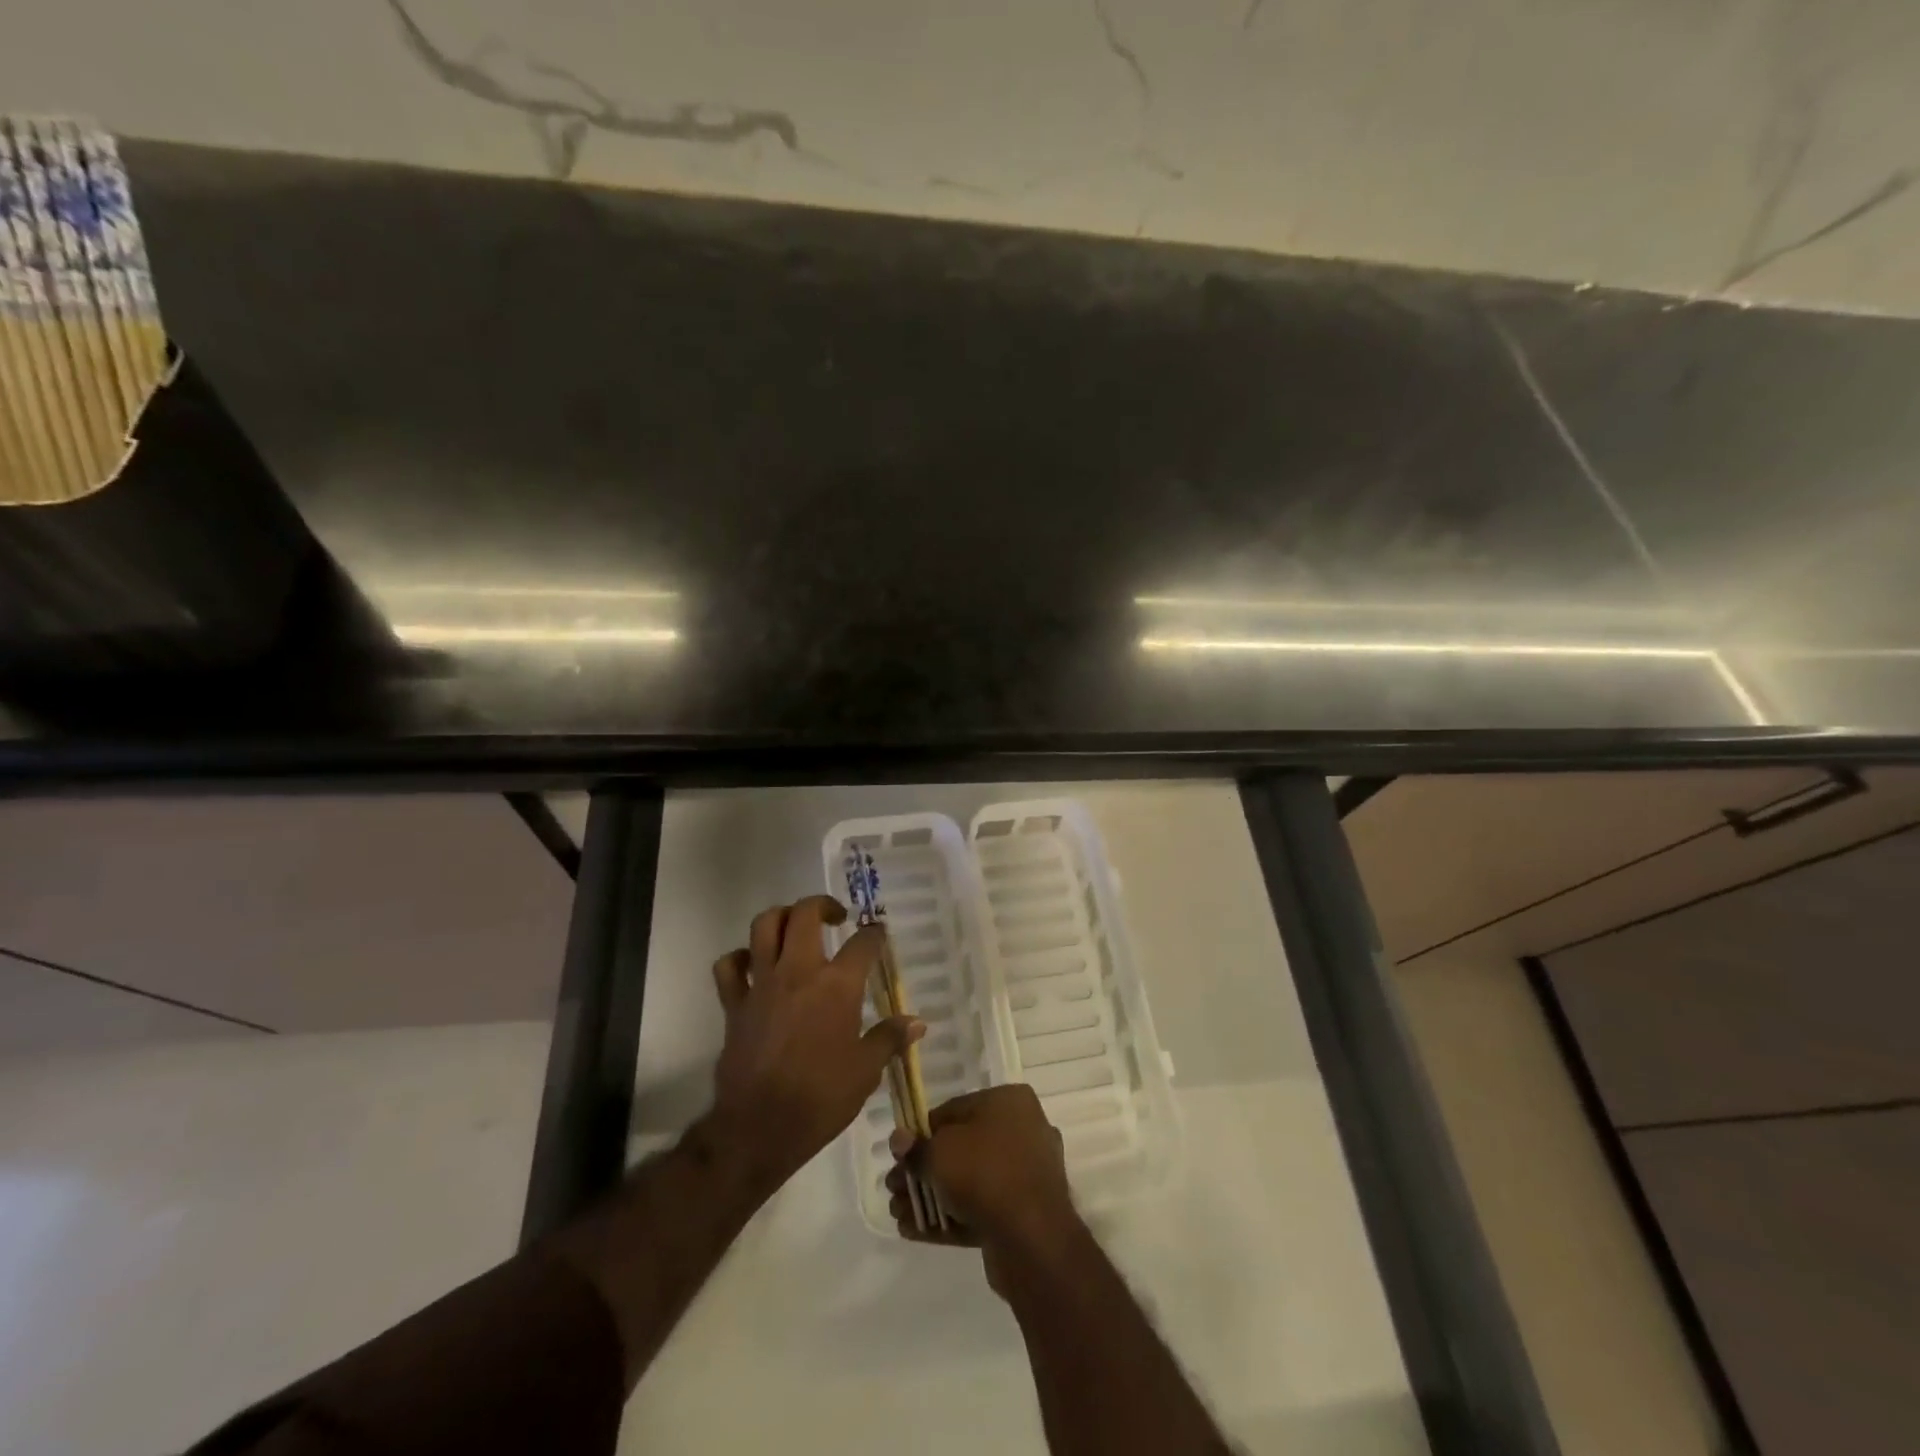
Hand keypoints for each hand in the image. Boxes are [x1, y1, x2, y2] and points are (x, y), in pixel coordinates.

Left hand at [710, 895, 923, 1191]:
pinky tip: (753, 964)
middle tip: (836, 918)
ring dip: (781, 917)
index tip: (878, 933)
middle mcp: (799, 972)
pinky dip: (739, 957)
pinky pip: (729, 965)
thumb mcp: (866, 1071)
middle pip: (805, 914)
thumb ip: (889, 1039)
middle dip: (823, 906)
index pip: (862, 943)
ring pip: (764, 925)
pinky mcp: (734, 1003)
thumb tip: (917, 1023)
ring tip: (795, 927)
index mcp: (837, 986)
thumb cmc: (820, 1099)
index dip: (874, 934)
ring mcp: (762, 984)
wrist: (758, 1129)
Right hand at [887, 1085, 1082, 1292]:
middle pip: (962, 1148)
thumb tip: (899, 1140)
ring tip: (899, 1213)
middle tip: (895, 1188)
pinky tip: (915, 1231)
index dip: (923, 1131)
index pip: (956, 1110)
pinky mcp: (1024, 1213)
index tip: (901, 1154)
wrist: (1032, 1238)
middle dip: (925, 1170)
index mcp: (1010, 1102)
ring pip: (970, 1181)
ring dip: (932, 1196)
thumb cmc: (985, 1173)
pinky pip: (981, 1208)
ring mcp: (1026, 1175)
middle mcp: (1023, 1131)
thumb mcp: (940, 1152)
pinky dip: (950, 1217)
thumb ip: (916, 1147)